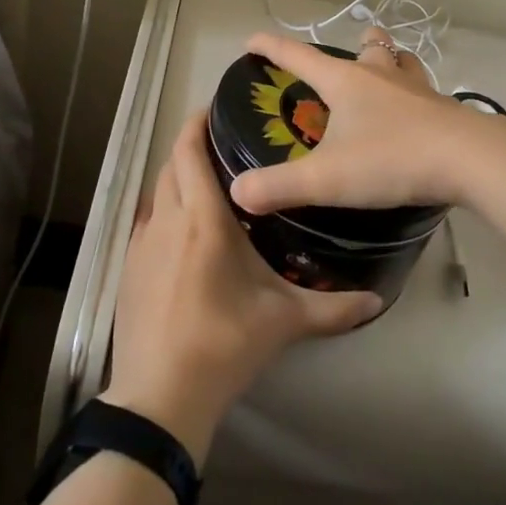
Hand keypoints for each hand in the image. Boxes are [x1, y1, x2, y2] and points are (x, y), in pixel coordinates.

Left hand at [102, 111, 381, 464]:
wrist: (160, 395)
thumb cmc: (224, 345)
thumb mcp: (283, 322)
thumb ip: (333, 308)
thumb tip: (377, 300)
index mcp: (202, 220)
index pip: (189, 152)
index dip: (197, 124)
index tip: (215, 109)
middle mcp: (167, 220)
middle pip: (171, 164)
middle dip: (190, 146)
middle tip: (222, 146)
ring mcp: (141, 243)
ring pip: (156, 191)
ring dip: (176, 177)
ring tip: (207, 182)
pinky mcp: (127, 266)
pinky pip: (146, 220)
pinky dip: (163, 208)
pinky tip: (183, 229)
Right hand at [228, 28, 491, 216]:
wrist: (470, 160)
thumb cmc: (392, 158)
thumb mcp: (327, 178)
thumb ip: (279, 185)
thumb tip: (237, 191)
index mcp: (346, 82)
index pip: (299, 56)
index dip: (271, 48)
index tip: (251, 42)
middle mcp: (382, 76)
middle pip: (368, 47)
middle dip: (354, 45)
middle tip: (348, 57)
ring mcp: (419, 90)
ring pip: (403, 62)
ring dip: (392, 62)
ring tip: (387, 74)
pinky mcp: (446, 110)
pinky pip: (427, 93)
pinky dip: (416, 96)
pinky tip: (418, 117)